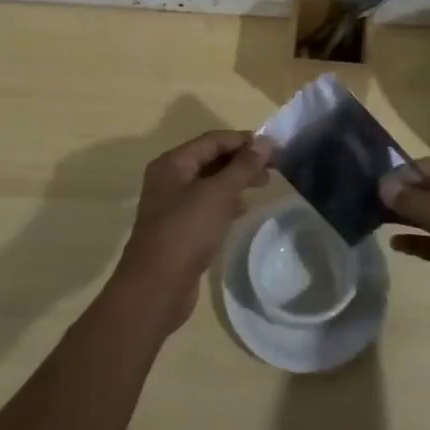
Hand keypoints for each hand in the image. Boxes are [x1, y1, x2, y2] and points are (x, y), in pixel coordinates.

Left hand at [108, 130, 272, 334]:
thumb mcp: (218, 194)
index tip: (273, 148)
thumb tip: (265, 141)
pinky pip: (206, 205)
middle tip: (272, 169)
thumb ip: (243, 167)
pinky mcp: (179, 229)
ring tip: (262, 186)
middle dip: (241, 161)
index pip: (213, 140)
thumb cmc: (186, 232)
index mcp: (173, 163)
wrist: (156, 288)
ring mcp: (172, 205)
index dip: (243, 140)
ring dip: (235, 181)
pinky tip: (242, 211)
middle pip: (211, 159)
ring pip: (210, 183)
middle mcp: (170, 179)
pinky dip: (225, 203)